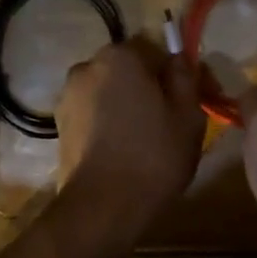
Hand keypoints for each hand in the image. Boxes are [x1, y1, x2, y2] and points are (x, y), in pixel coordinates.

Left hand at [56, 38, 204, 230]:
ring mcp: (68, 97)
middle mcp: (87, 67)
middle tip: (174, 119)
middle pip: (129, 70)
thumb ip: (185, 77)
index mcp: (119, 57)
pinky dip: (110, 124)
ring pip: (111, 92)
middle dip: (151, 87)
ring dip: (128, 105)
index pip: (156, 50)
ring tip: (148, 139)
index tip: (196, 97)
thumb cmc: (154, 155)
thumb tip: (178, 58)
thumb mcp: (188, 114)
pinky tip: (125, 150)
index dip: (178, 72)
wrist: (102, 207)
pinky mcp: (60, 126)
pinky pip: (95, 114)